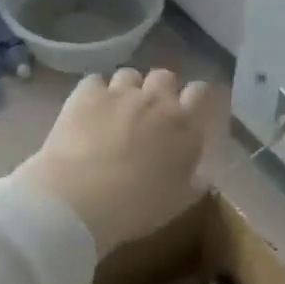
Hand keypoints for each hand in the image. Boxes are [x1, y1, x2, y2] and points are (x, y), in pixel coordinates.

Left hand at [16, 69, 211, 254]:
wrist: (81, 199)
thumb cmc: (136, 208)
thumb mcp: (176, 204)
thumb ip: (194, 183)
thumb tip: (203, 175)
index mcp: (185, 128)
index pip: (200, 93)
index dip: (194, 97)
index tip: (187, 109)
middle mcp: (157, 101)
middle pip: (165, 76)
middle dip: (159, 89)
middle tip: (148, 112)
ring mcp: (121, 93)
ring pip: (130, 75)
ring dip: (127, 89)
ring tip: (115, 110)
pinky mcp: (87, 93)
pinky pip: (95, 81)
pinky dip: (94, 93)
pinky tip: (87, 110)